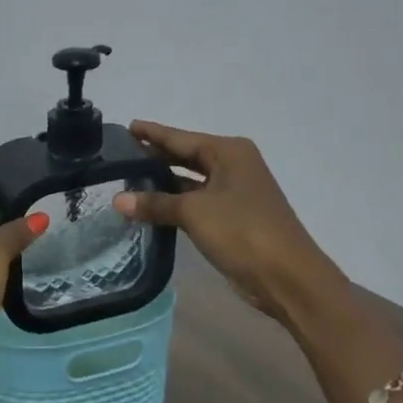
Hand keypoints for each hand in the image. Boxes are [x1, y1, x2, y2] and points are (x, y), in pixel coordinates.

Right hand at [113, 120, 350, 326]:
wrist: (286, 275)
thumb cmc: (242, 230)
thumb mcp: (194, 212)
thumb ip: (155, 204)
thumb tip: (117, 200)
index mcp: (229, 152)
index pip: (181, 138)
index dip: (153, 133)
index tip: (128, 126)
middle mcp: (234, 166)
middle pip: (187, 156)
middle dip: (157, 156)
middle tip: (122, 154)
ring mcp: (235, 193)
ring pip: (191, 181)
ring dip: (164, 182)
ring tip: (129, 179)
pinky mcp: (233, 218)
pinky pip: (196, 202)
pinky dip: (175, 203)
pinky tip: (151, 207)